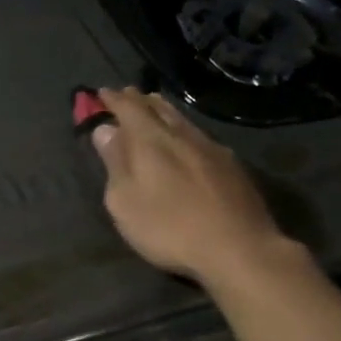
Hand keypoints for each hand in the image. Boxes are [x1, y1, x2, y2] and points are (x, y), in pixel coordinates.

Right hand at [90, 88, 294, 286]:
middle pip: (159, 108)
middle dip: (140, 100)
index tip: (101, 93)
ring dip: (164, 112)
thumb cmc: (169, 228)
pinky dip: (185, 130)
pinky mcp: (232, 166)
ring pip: (182, 120)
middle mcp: (182, 135)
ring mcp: (212, 148)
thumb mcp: (125, 202)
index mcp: (151, 140)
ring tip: (155, 107)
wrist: (238, 248)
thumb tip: (105, 130)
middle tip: (128, 94)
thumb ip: (115, 163)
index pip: (129, 108)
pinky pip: (200, 136)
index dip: (113, 99)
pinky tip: (188, 140)